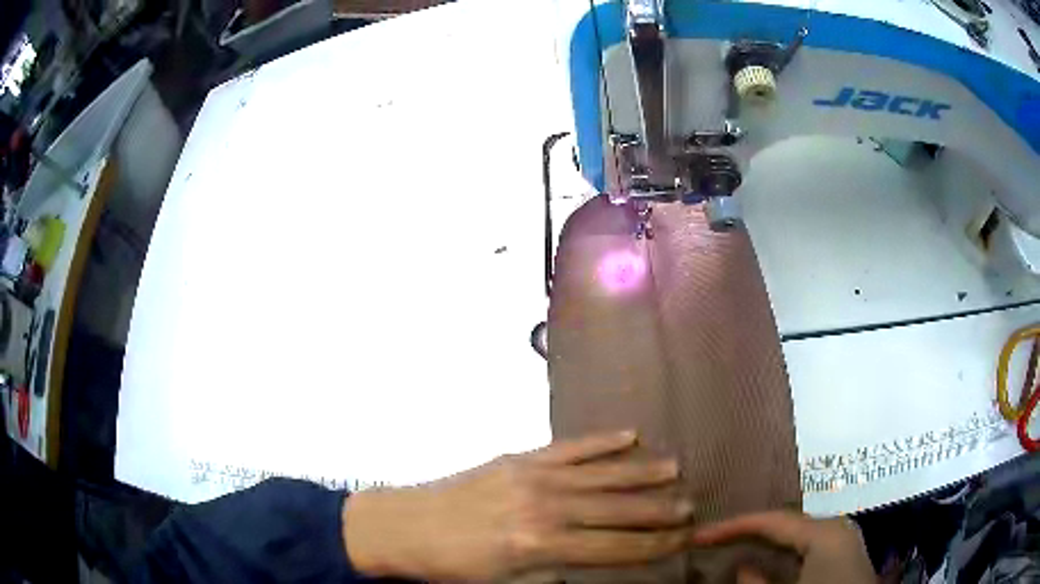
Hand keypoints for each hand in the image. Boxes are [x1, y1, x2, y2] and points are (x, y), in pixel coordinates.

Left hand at [343, 431, 694, 581]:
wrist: (404, 526)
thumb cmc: (452, 565)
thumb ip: (551, 574)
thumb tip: (589, 564)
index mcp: (541, 546)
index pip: (612, 548)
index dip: (651, 546)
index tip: (680, 539)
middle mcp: (545, 508)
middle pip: (615, 510)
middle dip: (656, 511)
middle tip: (690, 506)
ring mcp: (532, 476)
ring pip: (600, 475)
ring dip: (640, 472)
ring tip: (675, 468)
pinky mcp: (519, 457)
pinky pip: (569, 448)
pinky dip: (600, 442)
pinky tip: (628, 435)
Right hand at [692, 511, 875, 583]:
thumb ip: (757, 583)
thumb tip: (742, 567)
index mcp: (824, 532)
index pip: (772, 519)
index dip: (732, 526)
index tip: (698, 535)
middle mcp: (836, 528)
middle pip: (786, 523)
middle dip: (750, 531)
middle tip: (715, 538)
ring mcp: (843, 542)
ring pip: (796, 536)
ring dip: (766, 542)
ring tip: (735, 546)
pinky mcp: (844, 556)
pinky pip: (807, 548)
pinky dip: (783, 554)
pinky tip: (768, 562)